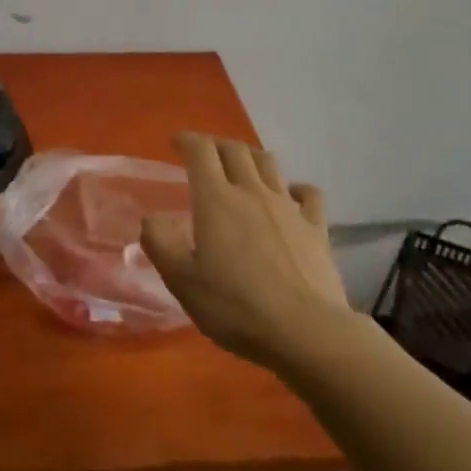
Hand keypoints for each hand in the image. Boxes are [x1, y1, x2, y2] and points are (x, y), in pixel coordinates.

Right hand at [139, 133, 350, 367]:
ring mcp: (289, 207)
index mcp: (216, 200)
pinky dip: (295, 187)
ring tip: (243, 165)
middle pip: (235, 150)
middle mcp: (252, 192)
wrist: (305, 330)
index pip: (200, 151)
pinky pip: (308, 193)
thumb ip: (160, 243)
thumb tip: (153, 219)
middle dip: (216, 144)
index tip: (176, 142)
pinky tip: (291, 196)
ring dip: (251, 157)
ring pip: (269, 163)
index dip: (187, 140)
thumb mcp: (181, 280)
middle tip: (205, 153)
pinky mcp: (317, 227)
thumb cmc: (235, 305)